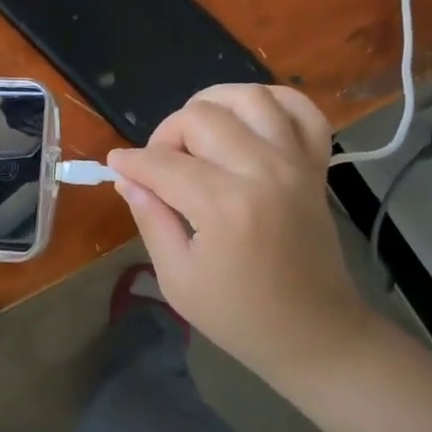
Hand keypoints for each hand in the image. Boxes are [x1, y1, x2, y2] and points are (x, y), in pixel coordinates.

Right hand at [108, 84, 379, 388]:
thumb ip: (150, 218)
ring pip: (249, 97)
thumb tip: (126, 178)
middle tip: (158, 165)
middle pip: (201, 117)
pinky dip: (274, 102)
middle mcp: (263, 172)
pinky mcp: (315, 166)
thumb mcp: (178, 278)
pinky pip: (302, 111)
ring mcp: (295, 163)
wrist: (316, 334)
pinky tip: (248, 121)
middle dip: (166, 133)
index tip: (115, 166)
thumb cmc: (240, 316)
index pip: (163, 163)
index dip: (130, 162)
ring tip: (196, 134)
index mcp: (225, 207)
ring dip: (213, 106)